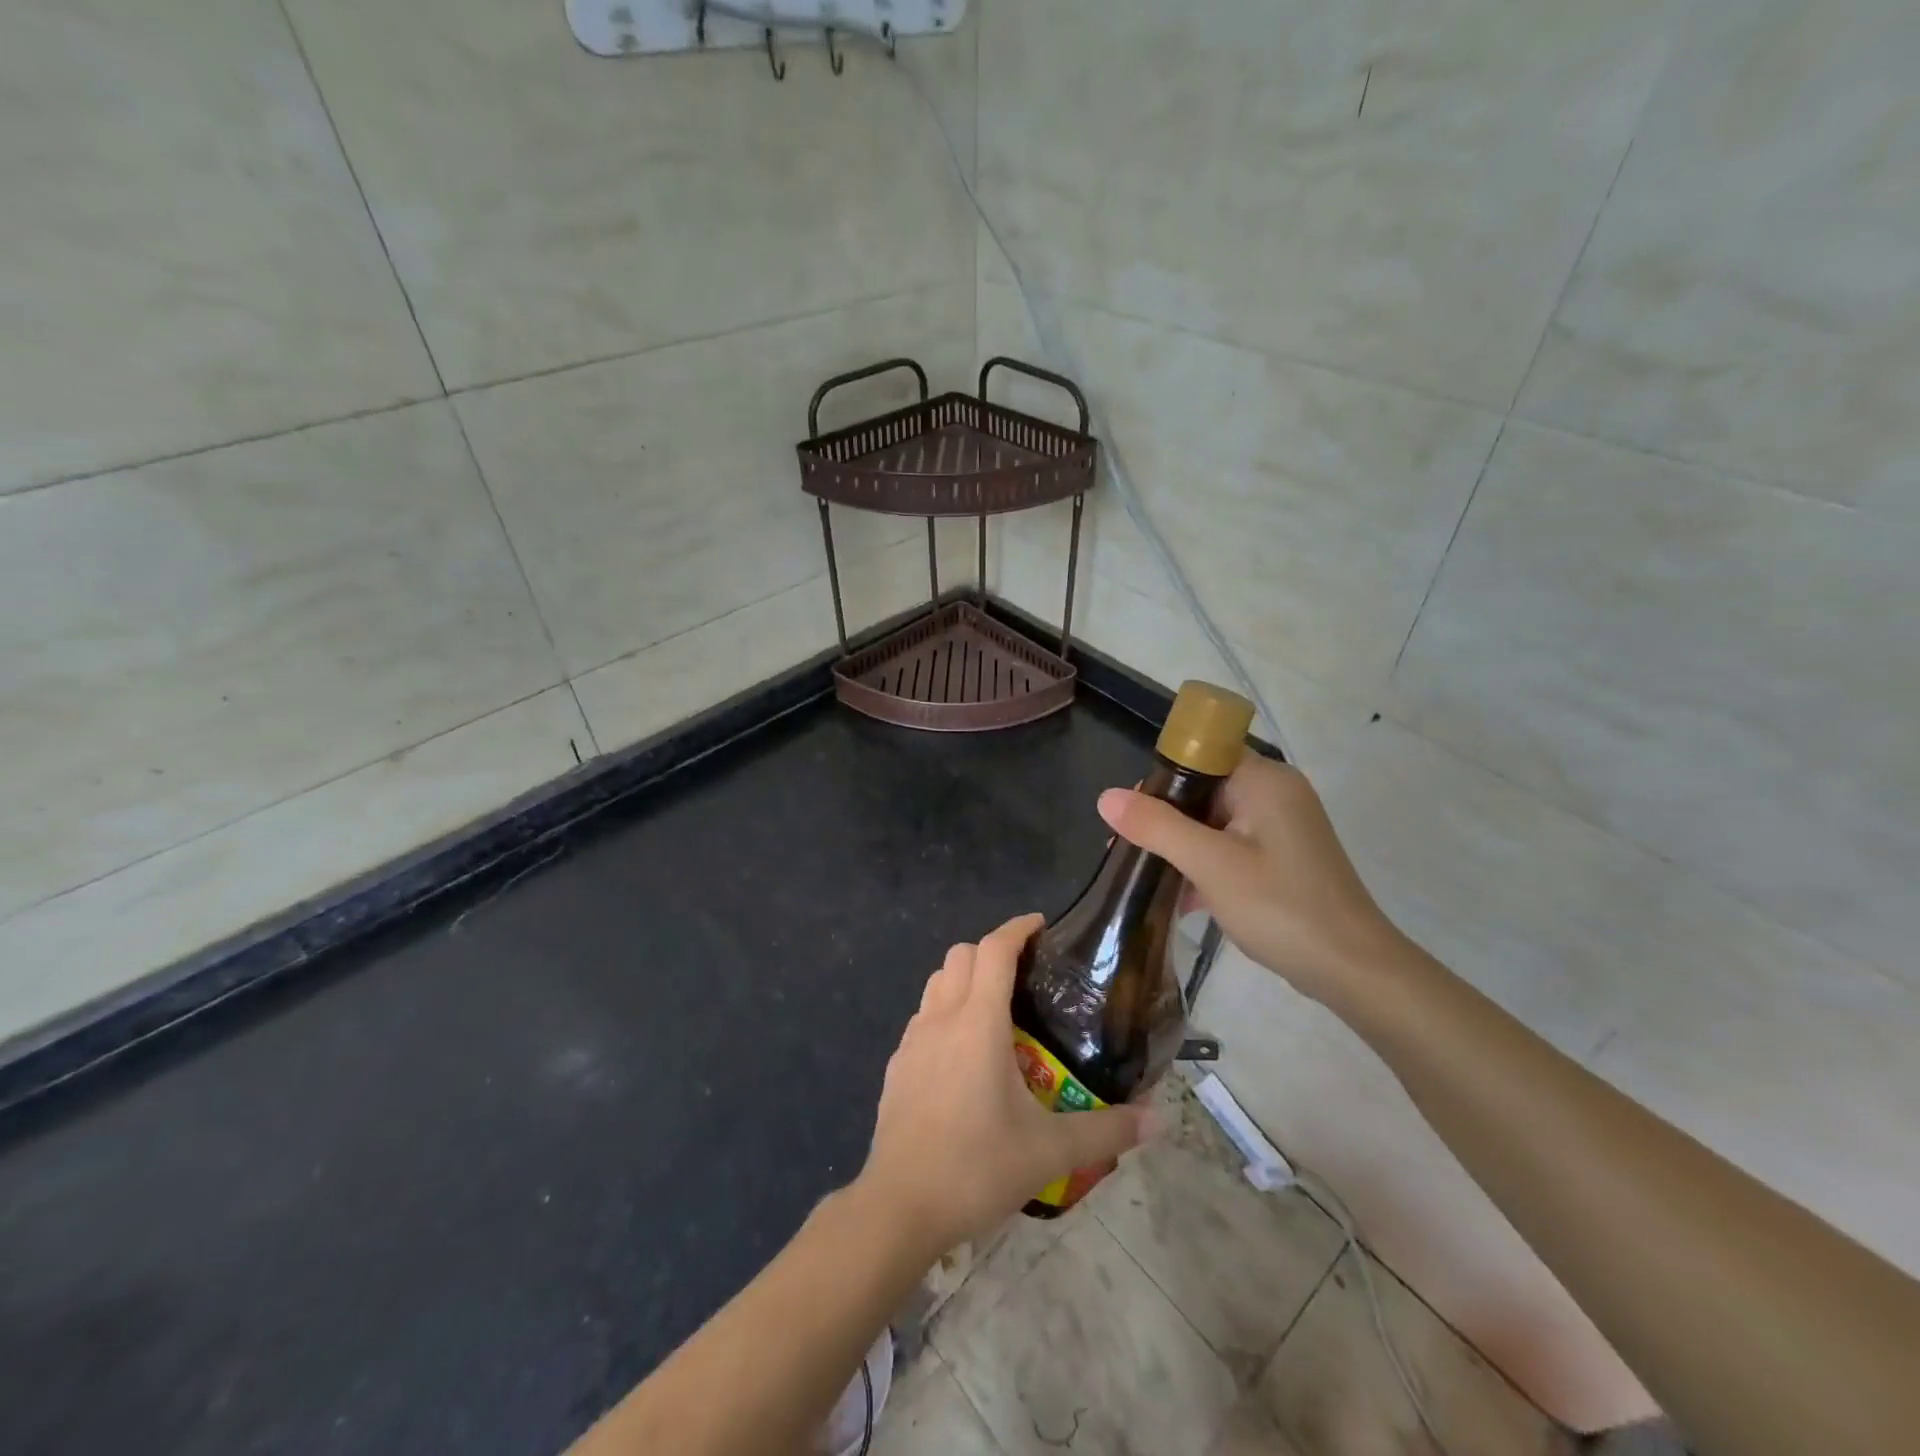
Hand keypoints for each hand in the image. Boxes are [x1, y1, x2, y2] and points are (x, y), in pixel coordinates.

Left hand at [856, 914, 1150, 1255]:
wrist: (899, 1206)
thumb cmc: (976, 1167)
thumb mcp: (1050, 1151)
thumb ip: (1107, 1130)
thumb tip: (1159, 1119)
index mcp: (978, 1022)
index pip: (994, 949)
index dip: (1017, 928)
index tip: (1042, 926)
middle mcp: (941, 1018)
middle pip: (961, 955)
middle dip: (992, 950)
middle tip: (1025, 973)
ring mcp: (912, 1040)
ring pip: (937, 982)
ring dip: (965, 977)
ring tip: (996, 1008)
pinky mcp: (896, 1066)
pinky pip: (923, 1017)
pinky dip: (945, 1011)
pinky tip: (963, 1053)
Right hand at [1098, 756, 1404, 1009]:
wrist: (1353, 969)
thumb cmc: (1281, 906)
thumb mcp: (1210, 864)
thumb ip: (1156, 826)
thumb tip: (1106, 797)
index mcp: (1264, 780)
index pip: (1201, 754)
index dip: (1160, 776)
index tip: (1130, 810)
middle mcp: (1276, 793)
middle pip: (1205, 788)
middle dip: (1164, 816)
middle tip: (1127, 847)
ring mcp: (1282, 827)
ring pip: (1215, 820)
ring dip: (1181, 844)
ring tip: (1143, 872)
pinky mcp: (1283, 857)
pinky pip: (1231, 845)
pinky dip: (1205, 863)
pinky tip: (1180, 898)